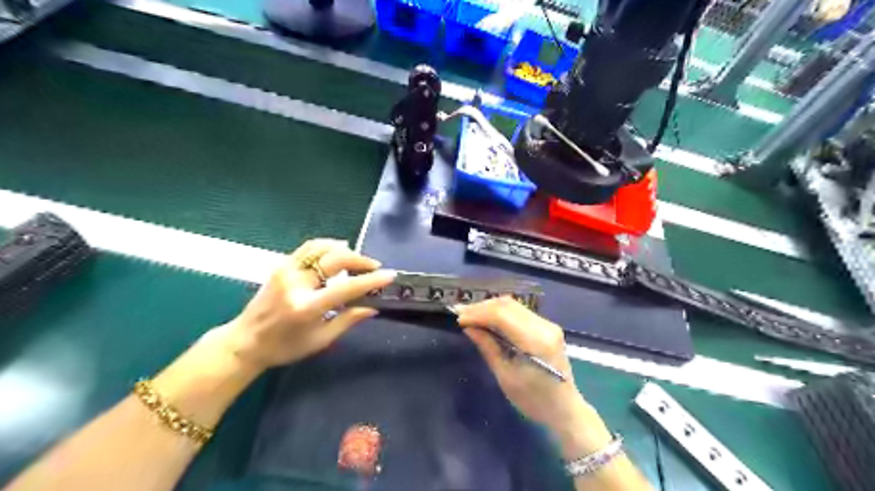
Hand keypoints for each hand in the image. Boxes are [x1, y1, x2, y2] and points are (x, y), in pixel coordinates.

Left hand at [219, 240, 397, 369]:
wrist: (245, 341)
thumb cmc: (285, 347)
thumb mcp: (320, 340)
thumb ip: (348, 320)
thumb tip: (373, 307)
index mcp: (307, 307)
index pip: (346, 288)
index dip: (371, 280)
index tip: (389, 275)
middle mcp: (296, 284)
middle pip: (335, 259)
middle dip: (360, 260)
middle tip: (374, 267)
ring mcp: (286, 271)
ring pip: (321, 247)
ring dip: (344, 250)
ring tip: (357, 259)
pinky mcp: (281, 265)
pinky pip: (309, 248)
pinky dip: (327, 246)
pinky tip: (338, 251)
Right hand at [454, 298, 609, 458]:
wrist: (565, 409)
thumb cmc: (533, 400)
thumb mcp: (505, 376)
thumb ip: (488, 347)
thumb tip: (469, 327)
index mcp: (536, 341)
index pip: (502, 315)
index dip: (478, 314)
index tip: (459, 319)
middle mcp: (545, 326)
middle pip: (508, 305)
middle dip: (482, 307)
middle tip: (461, 314)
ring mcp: (548, 324)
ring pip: (513, 305)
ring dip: (490, 308)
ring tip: (471, 315)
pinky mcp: (547, 326)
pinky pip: (520, 312)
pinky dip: (501, 313)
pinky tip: (488, 319)